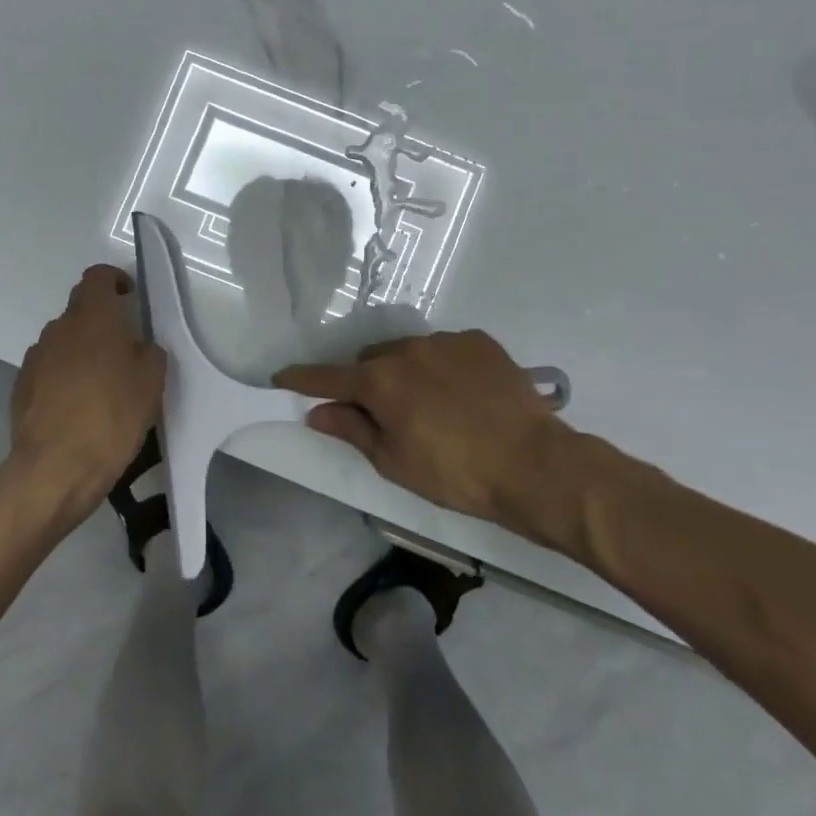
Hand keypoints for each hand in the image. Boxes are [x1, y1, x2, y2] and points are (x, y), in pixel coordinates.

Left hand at [8, 265, 164, 522]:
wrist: (55, 468)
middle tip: (123, 347)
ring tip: (101, 383)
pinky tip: (78, 406)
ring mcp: (36, 357)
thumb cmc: (112, 416)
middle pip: (80, 308)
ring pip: (64, 340)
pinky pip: (49, 368)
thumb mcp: (151, 382)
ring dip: (82, 350)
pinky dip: (64, 376)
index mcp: (93, 317)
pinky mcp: (21, 386)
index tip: (129, 297)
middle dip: (101, 320)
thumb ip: (148, 352)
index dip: (114, 280)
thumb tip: (137, 347)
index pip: (97, 277)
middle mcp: (59, 328)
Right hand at [275, 330, 612, 540]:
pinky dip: (443, 368)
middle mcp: (408, 350)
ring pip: (409, 352)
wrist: (534, 465)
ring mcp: (446, 341)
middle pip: (371, 360)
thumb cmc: (456, 474)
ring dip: (408, 373)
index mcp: (381, 382)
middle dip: (369, 382)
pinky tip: (464, 396)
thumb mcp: (395, 462)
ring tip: (434, 406)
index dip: (302, 379)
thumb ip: (352, 430)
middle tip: (386, 414)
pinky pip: (446, 350)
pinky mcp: (479, 341)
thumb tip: (317, 413)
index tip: (281, 376)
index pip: (328, 377)